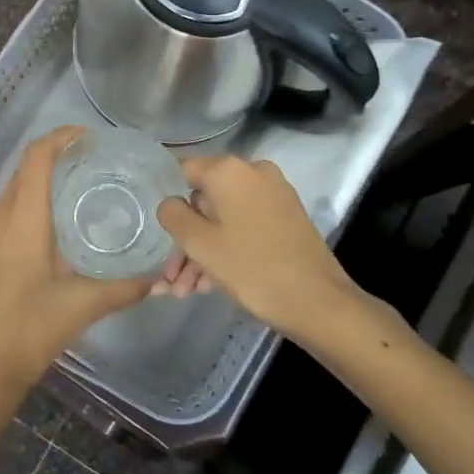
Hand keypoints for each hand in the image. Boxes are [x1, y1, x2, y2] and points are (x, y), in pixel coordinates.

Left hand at [0, 127, 152, 415]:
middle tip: (99, 163)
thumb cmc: (29, 331)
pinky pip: (10, 207)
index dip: (62, 138)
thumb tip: (160, 273)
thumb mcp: (83, 306)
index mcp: (21, 219)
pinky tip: (60, 222)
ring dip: (46, 178)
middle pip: (27, 168)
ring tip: (85, 187)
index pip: (37, 157)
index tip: (92, 138)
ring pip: (17, 187)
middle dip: (60, 156)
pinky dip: (34, 199)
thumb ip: (126, 286)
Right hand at [156, 155, 356, 337]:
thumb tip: (169, 202)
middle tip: (169, 279)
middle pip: (203, 200)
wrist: (319, 302)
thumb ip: (173, 215)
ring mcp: (273, 195)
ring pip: (223, 218)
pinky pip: (244, 225)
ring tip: (184, 292)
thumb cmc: (253, 269)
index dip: (164, 197)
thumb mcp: (200, 244)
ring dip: (202, 252)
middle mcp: (253, 173)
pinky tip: (208, 285)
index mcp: (229, 170)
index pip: (182, 170)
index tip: (154, 228)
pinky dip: (226, 248)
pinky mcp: (285, 217)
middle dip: (184, 240)